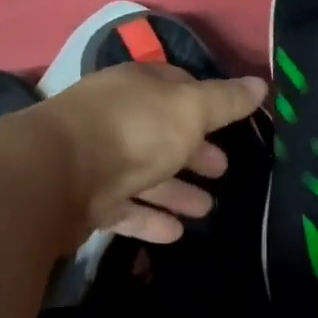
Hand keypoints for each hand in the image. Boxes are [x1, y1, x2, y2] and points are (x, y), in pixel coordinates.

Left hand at [33, 62, 268, 242]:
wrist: (56, 175)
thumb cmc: (133, 131)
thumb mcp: (189, 110)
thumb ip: (225, 101)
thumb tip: (261, 84)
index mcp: (138, 87)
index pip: (177, 86)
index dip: (206, 103)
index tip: (231, 123)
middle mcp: (117, 118)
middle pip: (162, 134)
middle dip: (194, 152)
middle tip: (223, 171)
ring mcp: (98, 159)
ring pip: (146, 175)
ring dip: (177, 191)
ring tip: (206, 209)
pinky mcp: (86, 200)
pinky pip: (126, 208)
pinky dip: (151, 219)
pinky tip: (175, 233)